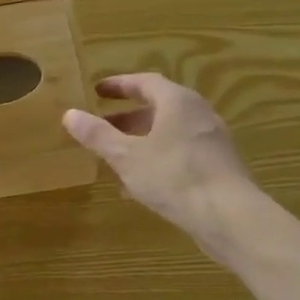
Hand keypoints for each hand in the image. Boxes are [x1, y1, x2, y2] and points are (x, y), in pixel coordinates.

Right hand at [62, 73, 262, 251]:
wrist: (230, 216)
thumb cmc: (174, 177)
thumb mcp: (127, 156)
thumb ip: (98, 135)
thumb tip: (70, 114)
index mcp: (177, 102)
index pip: (145, 82)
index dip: (119, 85)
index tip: (97, 91)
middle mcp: (198, 114)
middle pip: (158, 107)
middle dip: (128, 117)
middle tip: (102, 126)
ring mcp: (211, 141)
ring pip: (169, 132)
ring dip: (141, 140)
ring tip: (115, 157)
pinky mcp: (217, 167)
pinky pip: (180, 153)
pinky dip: (157, 158)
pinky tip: (140, 184)